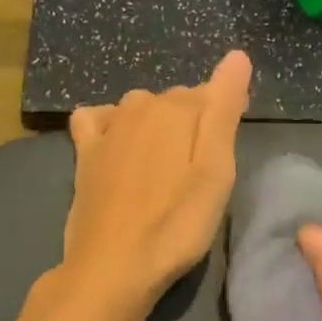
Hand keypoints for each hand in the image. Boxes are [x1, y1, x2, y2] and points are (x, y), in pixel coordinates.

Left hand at [60, 51, 251, 313]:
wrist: (114, 265)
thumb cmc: (177, 223)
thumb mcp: (217, 170)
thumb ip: (225, 109)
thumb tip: (237, 55)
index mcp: (178, 108)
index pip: (214, 93)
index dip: (227, 112)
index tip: (232, 145)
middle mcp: (140, 106)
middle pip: (178, 101)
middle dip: (194, 120)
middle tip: (203, 165)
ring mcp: (108, 127)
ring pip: (142, 108)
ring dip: (158, 124)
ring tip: (168, 164)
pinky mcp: (85, 151)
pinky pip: (98, 118)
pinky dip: (112, 123)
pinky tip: (119, 145)